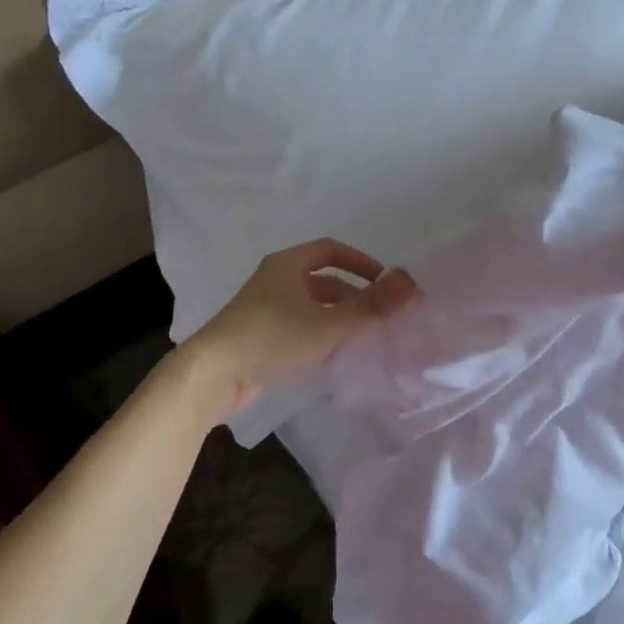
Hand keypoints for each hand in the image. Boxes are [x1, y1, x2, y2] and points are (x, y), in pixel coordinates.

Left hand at [183, 239, 417, 414]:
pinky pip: (298, 325)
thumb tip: (410, 282)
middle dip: (353, 295)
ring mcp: (264, 308)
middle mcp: (275, 279)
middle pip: (322, 279)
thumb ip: (371, 306)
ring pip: (311, 305)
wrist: (212, 374)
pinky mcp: (258, 335)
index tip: (384, 282)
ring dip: (337, 316)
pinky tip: (333, 353)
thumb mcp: (328, 323)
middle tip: (379, 314)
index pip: (331, 250)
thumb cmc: (272, 338)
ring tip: (362, 336)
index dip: (361, 262)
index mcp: (288, 264)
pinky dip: (319, 333)